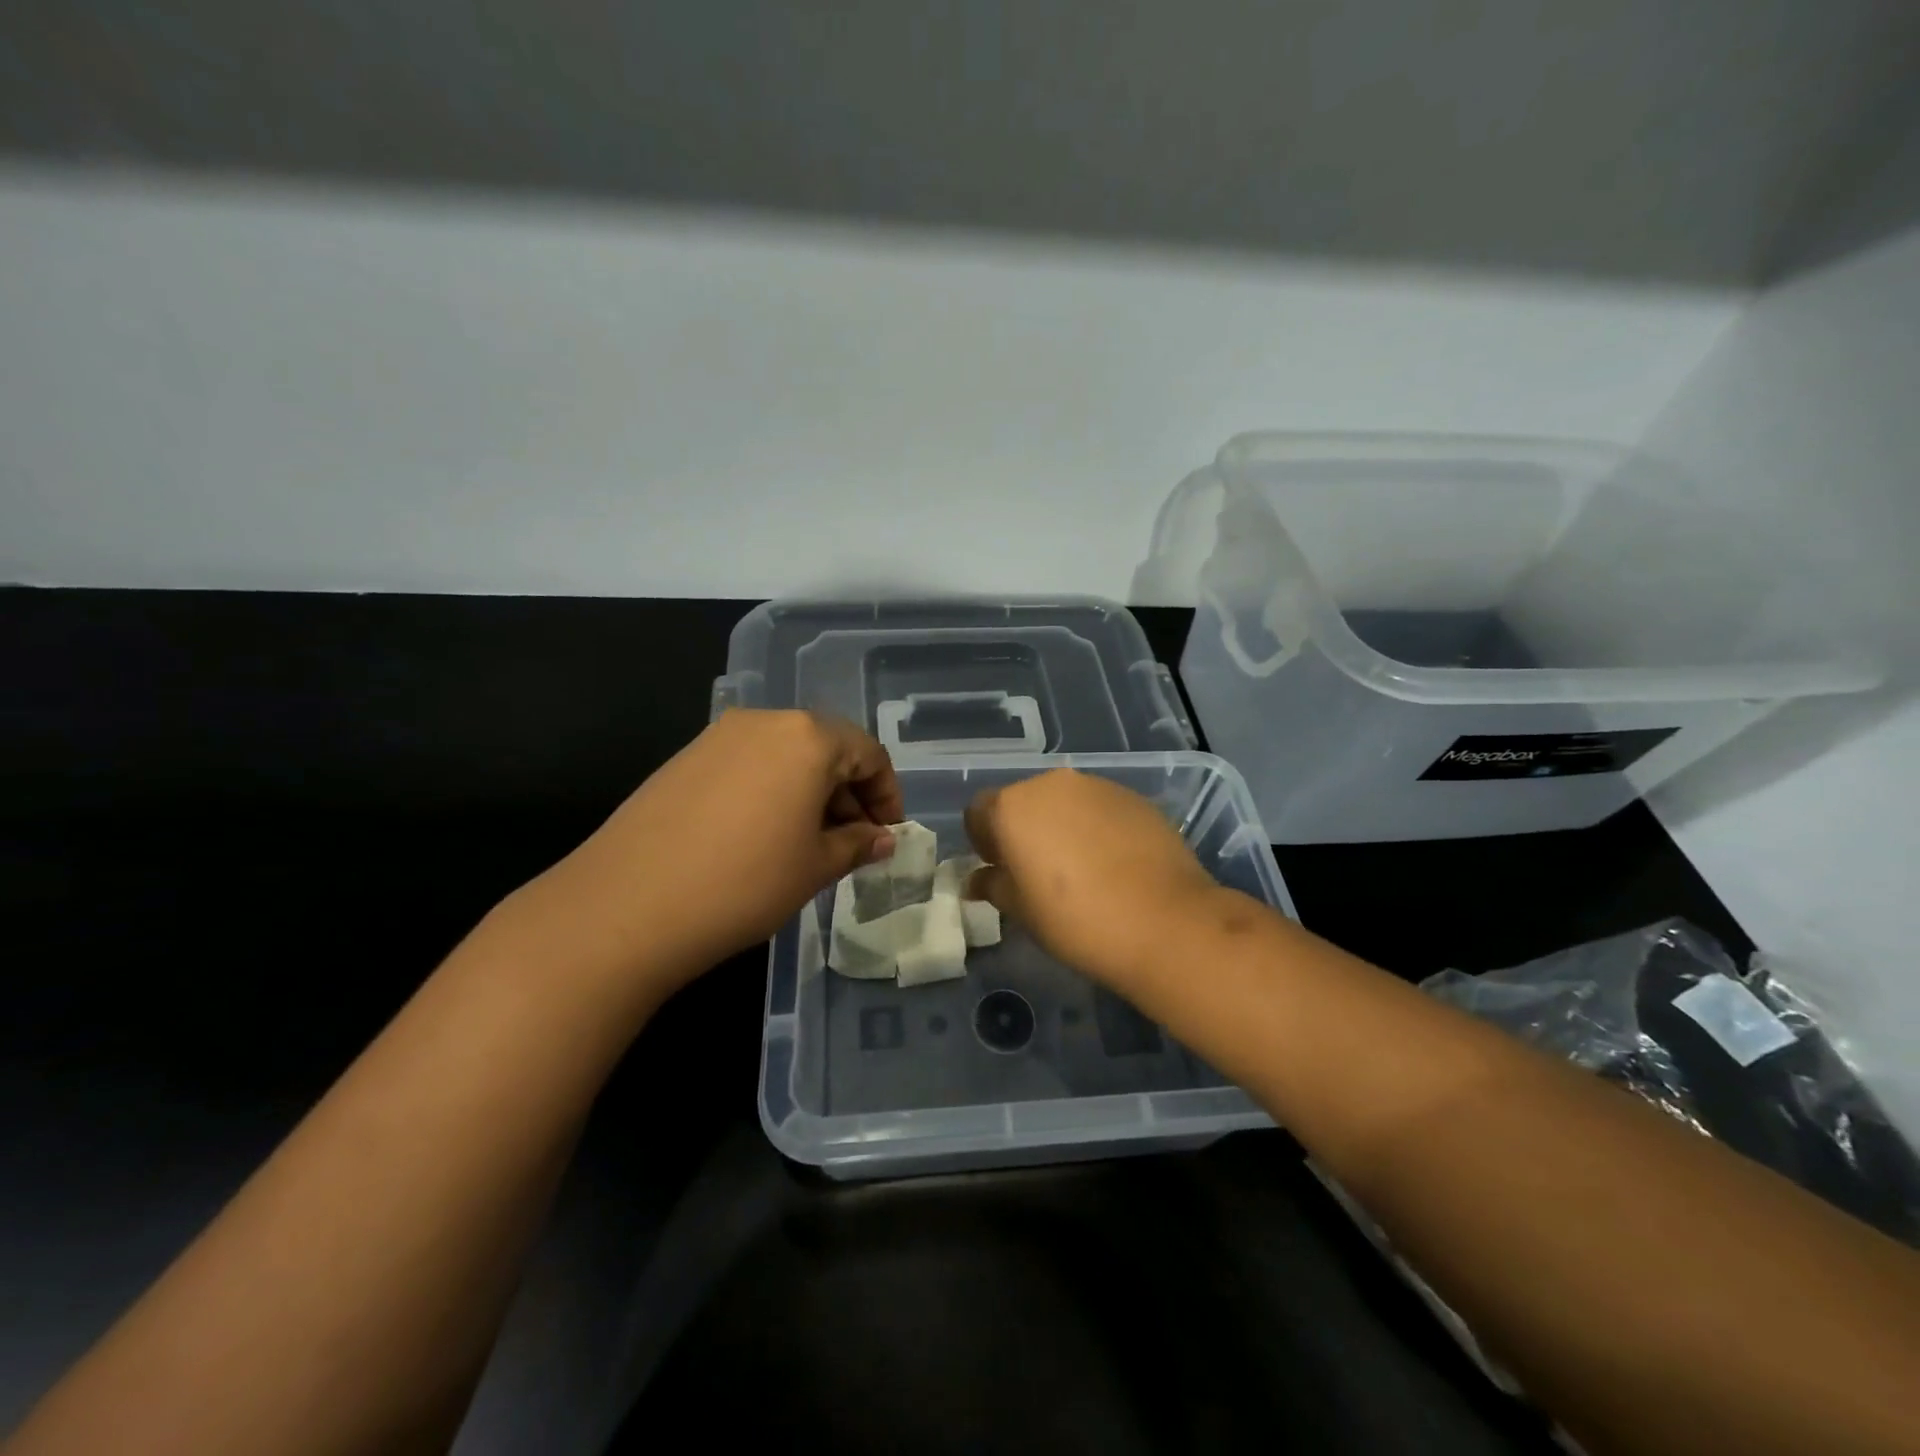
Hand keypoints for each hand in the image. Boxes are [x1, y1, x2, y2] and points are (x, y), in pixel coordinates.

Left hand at [523, 711, 902, 995]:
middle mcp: (764, 722)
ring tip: (809, 844)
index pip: (868, 754)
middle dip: (849, 793)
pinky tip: (762, 837)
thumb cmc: (744, 883)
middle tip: (853, 842)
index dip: (887, 794)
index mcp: (807, 737)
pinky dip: (771, 792)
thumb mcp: (815, 867)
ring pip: (785, 756)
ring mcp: (717, 737)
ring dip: (810, 793)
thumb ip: (857, 844)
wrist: (626, 906)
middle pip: (826, 748)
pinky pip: (747, 766)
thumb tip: (883, 838)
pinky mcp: (684, 759)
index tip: (889, 834)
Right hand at [964, 767, 1219, 988]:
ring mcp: (1096, 786)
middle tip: (1038, 872)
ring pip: (1064, 801)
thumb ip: (994, 885)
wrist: (1165, 921)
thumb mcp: (1022, 911)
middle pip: (1024, 801)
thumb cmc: (1076, 920)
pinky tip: (1113, 863)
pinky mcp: (1133, 797)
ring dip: (1061, 825)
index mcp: (1013, 807)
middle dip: (1024, 830)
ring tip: (1080, 868)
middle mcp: (1051, 784)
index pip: (979, 811)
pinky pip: (1099, 808)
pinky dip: (1096, 827)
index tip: (1000, 869)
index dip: (984, 840)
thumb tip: (978, 879)